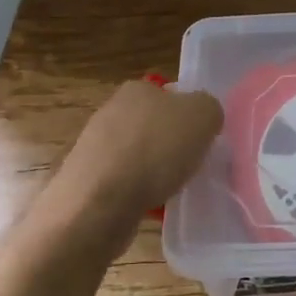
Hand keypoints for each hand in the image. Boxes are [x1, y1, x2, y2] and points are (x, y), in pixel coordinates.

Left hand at [55, 80, 224, 221]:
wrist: (100, 203)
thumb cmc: (156, 150)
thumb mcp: (204, 115)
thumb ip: (209, 109)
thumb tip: (203, 118)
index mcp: (137, 89)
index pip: (170, 95)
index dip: (189, 116)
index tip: (201, 138)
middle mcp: (111, 111)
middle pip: (154, 126)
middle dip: (171, 144)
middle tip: (191, 164)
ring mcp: (94, 146)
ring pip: (138, 155)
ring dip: (155, 170)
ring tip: (173, 189)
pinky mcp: (87, 180)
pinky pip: (124, 182)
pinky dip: (139, 192)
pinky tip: (152, 207)